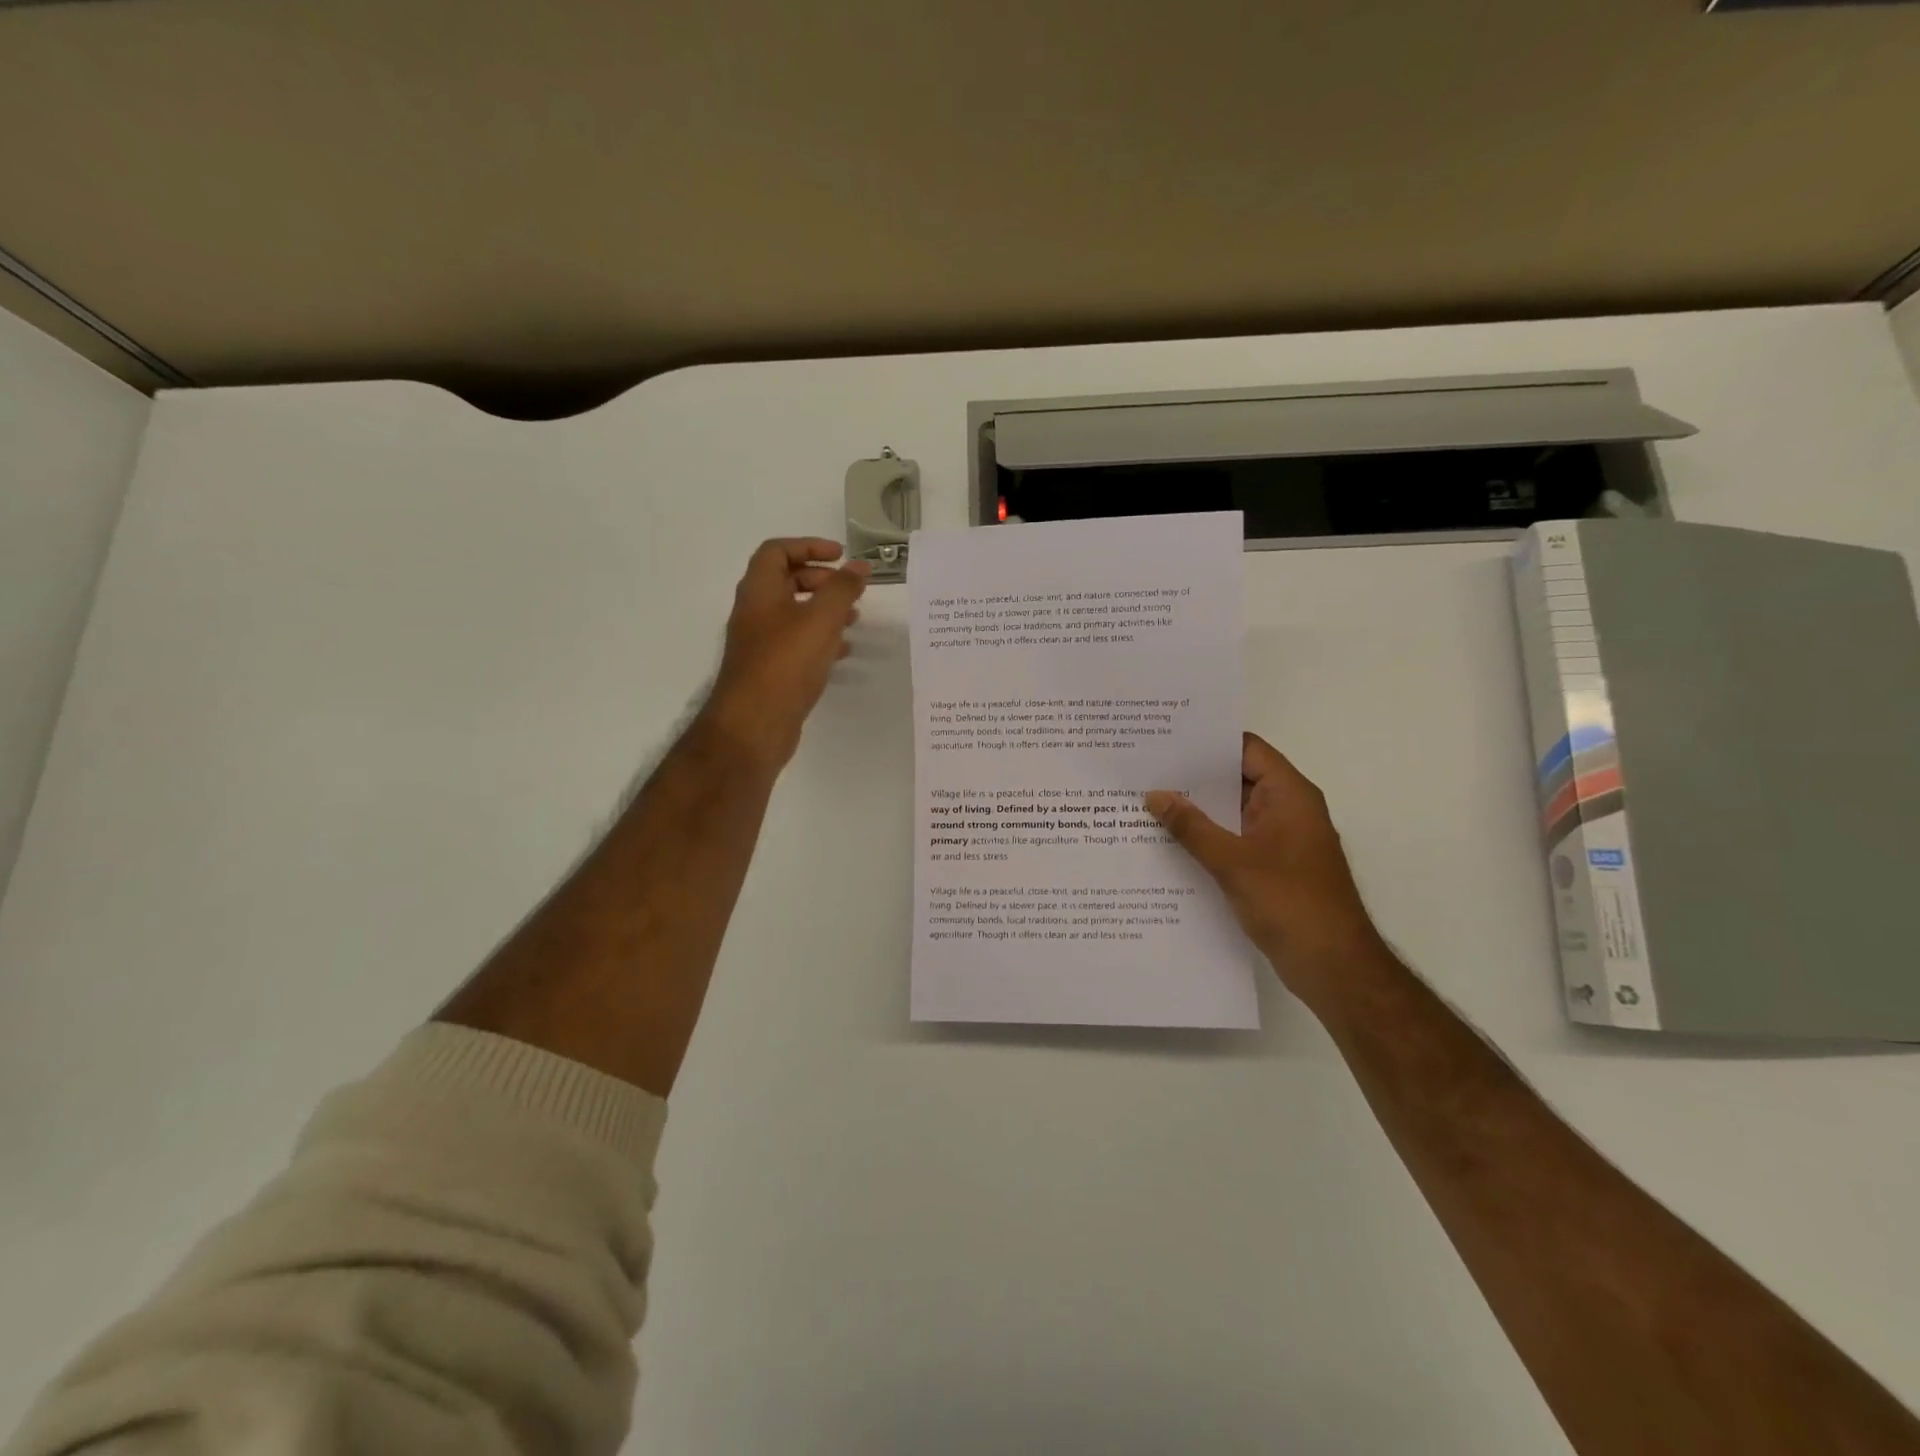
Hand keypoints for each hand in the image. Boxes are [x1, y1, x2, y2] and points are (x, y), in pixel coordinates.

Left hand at [701, 538, 868, 770]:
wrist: (754, 724)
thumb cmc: (785, 663)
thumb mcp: (821, 619)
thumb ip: (842, 589)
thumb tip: (860, 566)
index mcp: (759, 590)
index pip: (777, 551)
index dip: (809, 546)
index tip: (841, 556)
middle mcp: (755, 612)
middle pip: (786, 581)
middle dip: (821, 580)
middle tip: (850, 589)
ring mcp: (761, 643)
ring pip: (794, 614)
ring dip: (824, 610)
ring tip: (855, 619)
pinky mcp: (771, 669)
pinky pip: (797, 643)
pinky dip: (821, 640)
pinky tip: (844, 651)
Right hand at [1146, 733, 1386, 1007]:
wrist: (1333, 966)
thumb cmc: (1289, 902)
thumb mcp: (1232, 861)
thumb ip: (1191, 827)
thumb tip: (1154, 795)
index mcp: (1289, 795)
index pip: (1246, 749)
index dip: (1208, 742)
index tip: (1165, 738)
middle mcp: (1287, 809)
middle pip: (1236, 779)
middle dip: (1193, 777)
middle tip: (1145, 770)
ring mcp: (1280, 839)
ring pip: (1232, 812)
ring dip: (1197, 810)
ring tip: (1147, 802)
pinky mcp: (1272, 867)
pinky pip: (1234, 840)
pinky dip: (1207, 838)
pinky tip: (1169, 843)